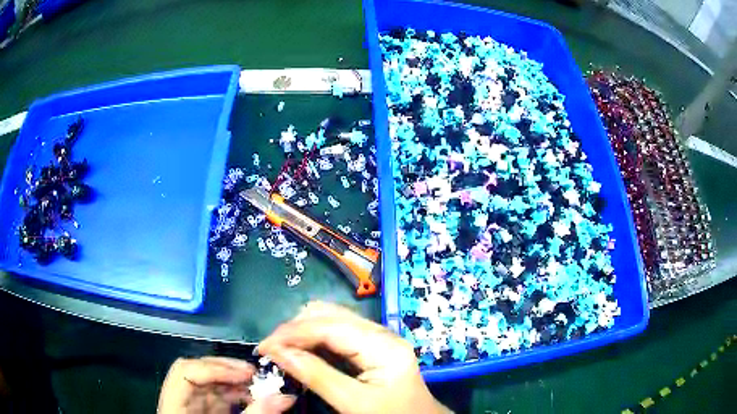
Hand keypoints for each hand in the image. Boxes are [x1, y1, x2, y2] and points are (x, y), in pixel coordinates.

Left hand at [157, 356, 295, 413]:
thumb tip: (285, 397)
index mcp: (175, 407)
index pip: (185, 372)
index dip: (214, 368)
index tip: (245, 374)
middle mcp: (179, 401)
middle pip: (196, 371)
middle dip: (226, 370)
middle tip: (255, 375)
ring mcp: (190, 405)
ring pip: (207, 382)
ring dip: (233, 381)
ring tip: (258, 386)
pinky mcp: (202, 411)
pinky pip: (215, 395)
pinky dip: (234, 393)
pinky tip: (250, 397)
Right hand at [257, 301, 451, 413]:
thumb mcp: (354, 403)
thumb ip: (316, 376)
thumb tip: (277, 351)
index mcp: (382, 345)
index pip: (329, 326)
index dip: (292, 333)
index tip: (263, 347)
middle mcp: (380, 333)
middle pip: (329, 315)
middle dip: (295, 329)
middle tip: (272, 350)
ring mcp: (377, 338)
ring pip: (331, 320)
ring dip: (302, 332)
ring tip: (282, 350)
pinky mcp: (371, 347)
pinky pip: (337, 334)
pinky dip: (314, 340)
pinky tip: (301, 352)